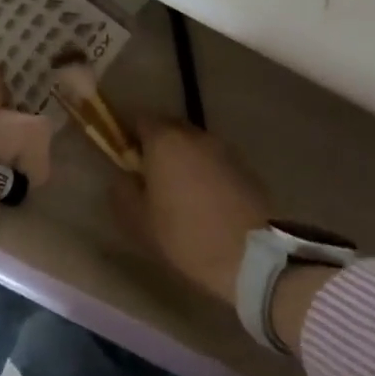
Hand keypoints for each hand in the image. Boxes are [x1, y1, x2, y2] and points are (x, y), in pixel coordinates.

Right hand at [110, 120, 269, 306]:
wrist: (252, 257)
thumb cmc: (186, 236)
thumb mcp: (139, 221)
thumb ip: (122, 191)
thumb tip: (124, 177)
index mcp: (165, 140)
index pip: (139, 118)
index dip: (129, 134)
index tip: (126, 158)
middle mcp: (195, 135)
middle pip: (169, 126)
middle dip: (157, 144)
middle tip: (151, 176)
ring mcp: (224, 149)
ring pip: (194, 144)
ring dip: (184, 158)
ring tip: (180, 191)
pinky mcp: (246, 167)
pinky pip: (215, 160)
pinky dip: (206, 171)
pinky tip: (206, 200)